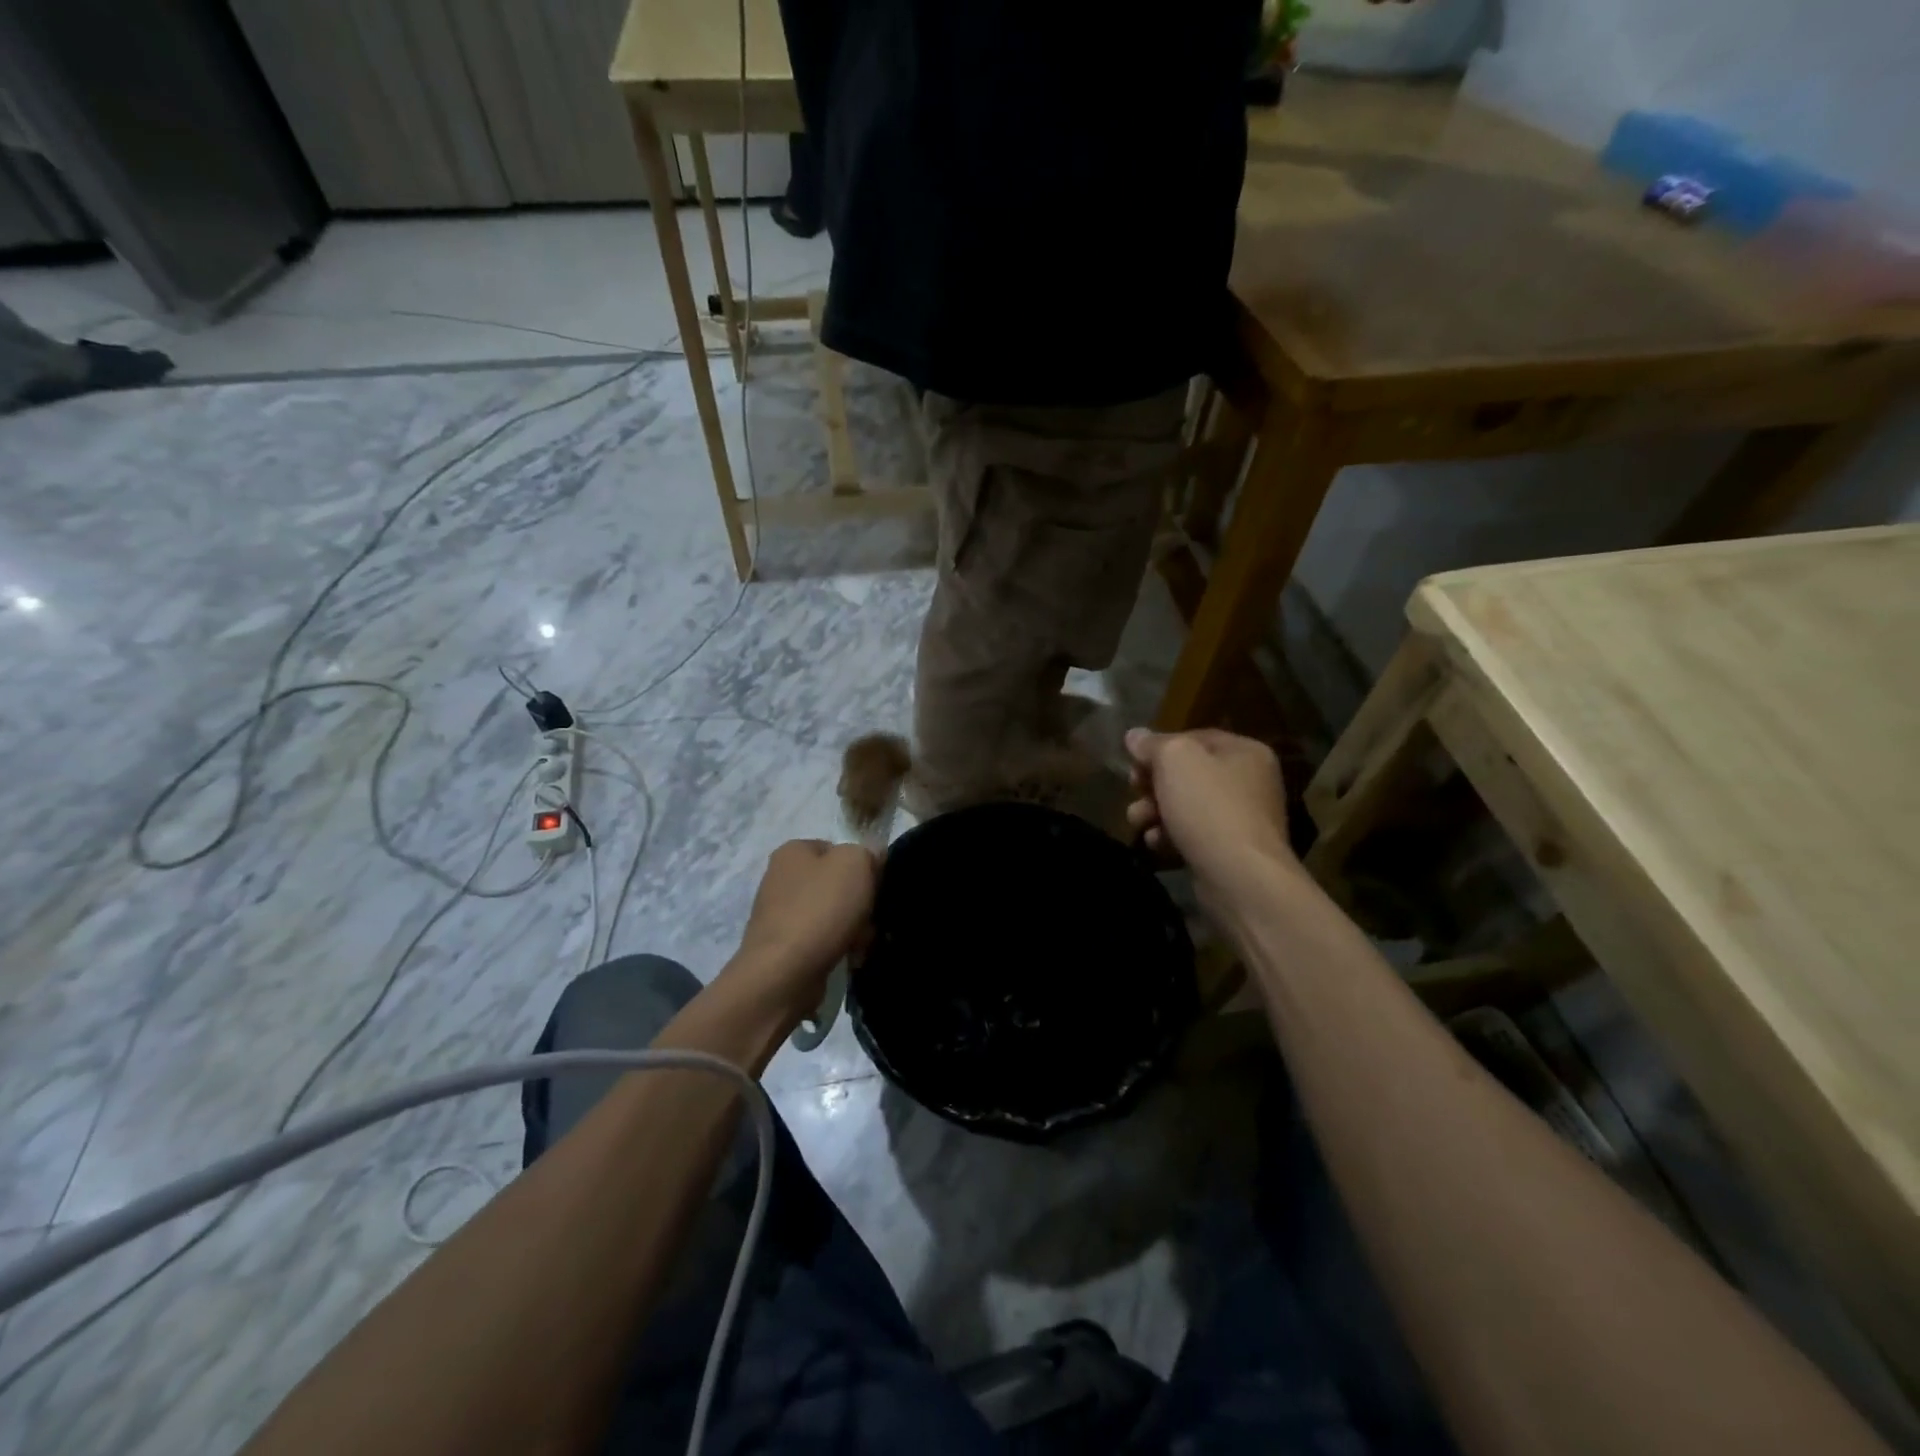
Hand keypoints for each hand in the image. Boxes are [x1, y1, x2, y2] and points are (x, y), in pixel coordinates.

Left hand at [732, 839, 877, 1004]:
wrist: (784, 972)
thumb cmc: (821, 908)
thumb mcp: (856, 863)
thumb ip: (868, 853)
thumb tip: (872, 860)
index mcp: (793, 851)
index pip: (838, 849)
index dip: (863, 866)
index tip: (876, 887)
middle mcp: (781, 878)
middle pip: (837, 884)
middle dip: (859, 902)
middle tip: (871, 918)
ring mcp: (779, 914)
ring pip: (832, 914)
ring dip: (853, 928)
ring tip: (861, 944)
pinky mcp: (782, 947)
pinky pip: (821, 940)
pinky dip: (838, 947)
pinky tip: (849, 958)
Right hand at [1125, 728, 1293, 898]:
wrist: (1239, 877)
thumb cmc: (1209, 807)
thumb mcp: (1174, 760)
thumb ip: (1152, 744)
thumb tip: (1135, 736)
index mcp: (1245, 751)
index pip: (1194, 738)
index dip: (1159, 748)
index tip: (1133, 764)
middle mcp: (1249, 781)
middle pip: (1188, 774)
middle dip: (1153, 784)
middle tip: (1133, 792)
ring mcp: (1242, 819)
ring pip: (1186, 806)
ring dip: (1155, 811)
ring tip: (1138, 822)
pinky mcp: (1230, 852)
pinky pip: (1193, 835)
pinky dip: (1171, 837)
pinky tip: (1156, 844)